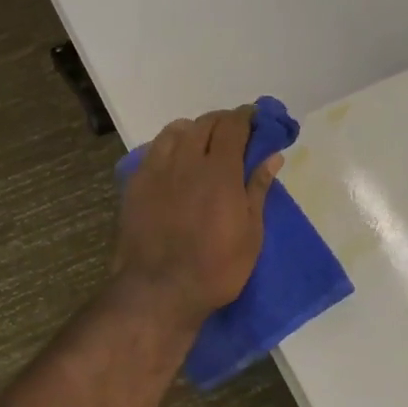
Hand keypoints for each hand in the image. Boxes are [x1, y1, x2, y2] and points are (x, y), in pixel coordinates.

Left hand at [114, 107, 282, 330]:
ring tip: (202, 143)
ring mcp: (157, 170)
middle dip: (222, 122)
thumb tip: (272, 156)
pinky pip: (154, 150)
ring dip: (193, 130)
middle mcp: (186, 161)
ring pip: (175, 131)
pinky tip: (174, 160)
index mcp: (219, 170)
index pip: (233, 126)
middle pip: (204, 124)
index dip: (246, 116)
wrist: (159, 290)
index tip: (255, 118)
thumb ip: (258, 189)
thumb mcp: (250, 233)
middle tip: (233, 134)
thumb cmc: (216, 268)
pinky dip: (169, 145)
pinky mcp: (136, 184)